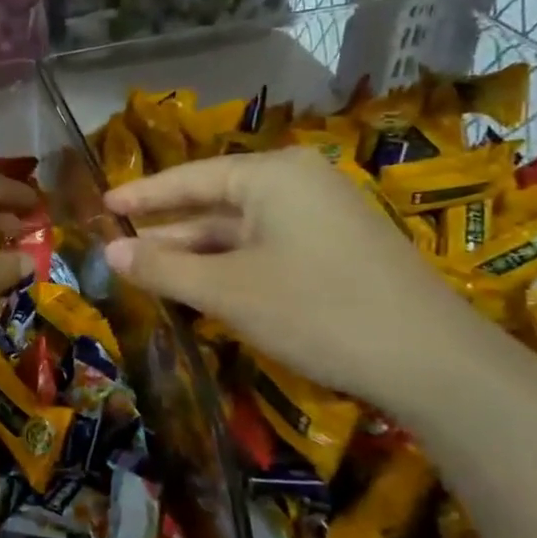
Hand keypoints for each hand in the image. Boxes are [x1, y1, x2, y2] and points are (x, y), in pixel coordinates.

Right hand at [102, 149, 486, 406]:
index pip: (190, 178)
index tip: (104, 205)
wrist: (432, 362)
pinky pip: (269, 246)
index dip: (142, 194)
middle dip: (169, 231)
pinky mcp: (340, 248)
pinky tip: (208, 288)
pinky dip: (233, 265)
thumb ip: (164, 269)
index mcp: (271, 175)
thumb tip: (109, 253)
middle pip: (216, 202)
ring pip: (242, 229)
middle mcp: (299, 183)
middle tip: (121, 249)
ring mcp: (324, 214)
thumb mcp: (228, 291)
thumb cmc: (316, 311)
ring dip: (199, 253)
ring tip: (153, 274)